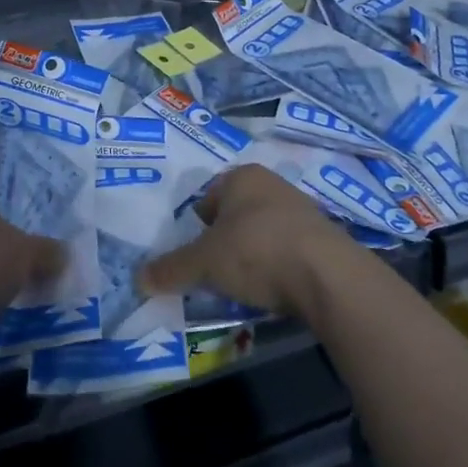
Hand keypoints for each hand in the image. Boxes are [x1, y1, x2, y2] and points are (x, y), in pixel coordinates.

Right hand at [139, 164, 348, 319]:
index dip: (198, 227)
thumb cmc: (256, 251)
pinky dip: (278, 267)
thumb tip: (139, 279)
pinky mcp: (324, 238)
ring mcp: (302, 209)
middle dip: (225, 241)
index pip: (208, 197)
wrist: (328, 276)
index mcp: (241, 177)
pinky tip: (275, 289)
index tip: (196, 255)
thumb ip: (171, 269)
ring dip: (253, 255)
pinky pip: (288, 250)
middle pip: (236, 214)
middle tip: (216, 272)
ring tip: (245, 285)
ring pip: (263, 231)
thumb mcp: (204, 263)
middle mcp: (272, 184)